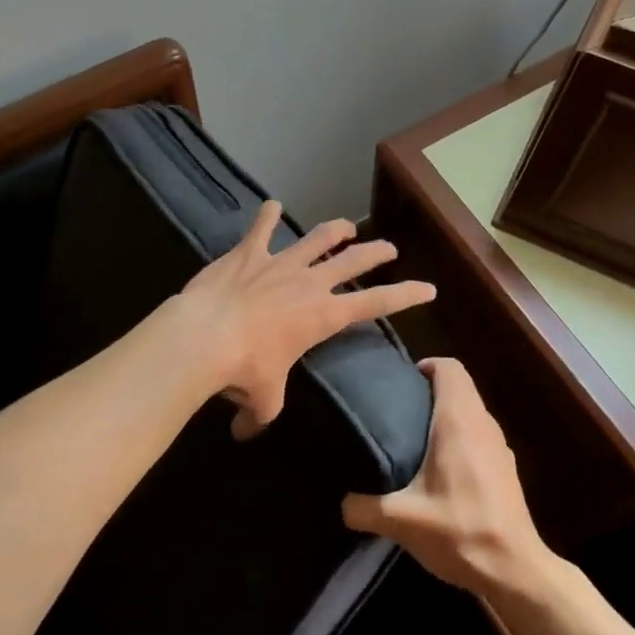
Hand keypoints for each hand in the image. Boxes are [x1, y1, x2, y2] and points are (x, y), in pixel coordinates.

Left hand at [177, 200, 435, 439]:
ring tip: (347, 225)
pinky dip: (266, 215)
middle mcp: (309, 283)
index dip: (406, 295)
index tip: (428, 288)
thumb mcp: (263, 400)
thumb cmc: (244, 370)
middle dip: (375, 252)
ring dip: (335, 230)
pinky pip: (261, 228)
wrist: (205, 336)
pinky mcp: (248, 253)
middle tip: (390, 248)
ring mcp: (279, 263)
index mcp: (323, 316)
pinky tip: (271, 204)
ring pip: (316, 238)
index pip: (376, 303)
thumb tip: (245, 430)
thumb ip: (261, 413)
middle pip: (352, 261)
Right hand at [342, 357, 553, 595]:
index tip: (401, 384)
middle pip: (459, 387)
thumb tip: (342, 503)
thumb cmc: (459, 531)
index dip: (426, 366)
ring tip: (414, 440)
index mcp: (458, 420)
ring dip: (446, 416)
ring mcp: (499, 446)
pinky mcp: (506, 468)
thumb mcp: (401, 521)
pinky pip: (479, 436)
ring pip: (470, 412)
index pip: (449, 368)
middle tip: (397, 412)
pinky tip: (441, 472)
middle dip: (429, 392)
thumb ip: (364, 508)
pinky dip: (460, 439)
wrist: (514, 570)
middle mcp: (482, 423)